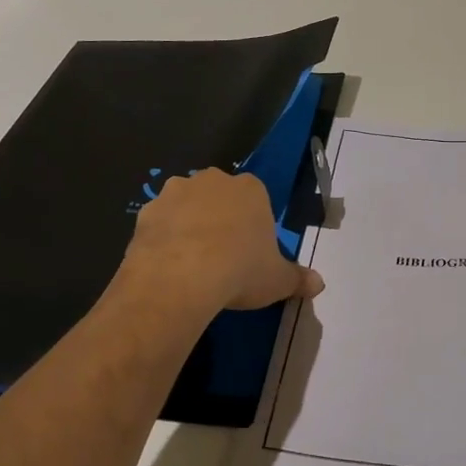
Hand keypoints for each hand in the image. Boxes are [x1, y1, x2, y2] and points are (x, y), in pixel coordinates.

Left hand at [122, 168, 323, 314]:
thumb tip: (319, 284)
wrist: (180, 277)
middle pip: (219, 196)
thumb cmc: (240, 270)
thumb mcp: (277, 280)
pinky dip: (162, 238)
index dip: (253, 224)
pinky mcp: (145, 211)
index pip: (256, 198)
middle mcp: (213, 181)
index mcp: (250, 189)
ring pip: (186, 205)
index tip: (251, 251)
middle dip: (220, 217)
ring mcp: (175, 192)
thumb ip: (298, 279)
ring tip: (191, 262)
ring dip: (188, 224)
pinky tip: (167, 265)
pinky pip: (159, 223)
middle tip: (222, 255)